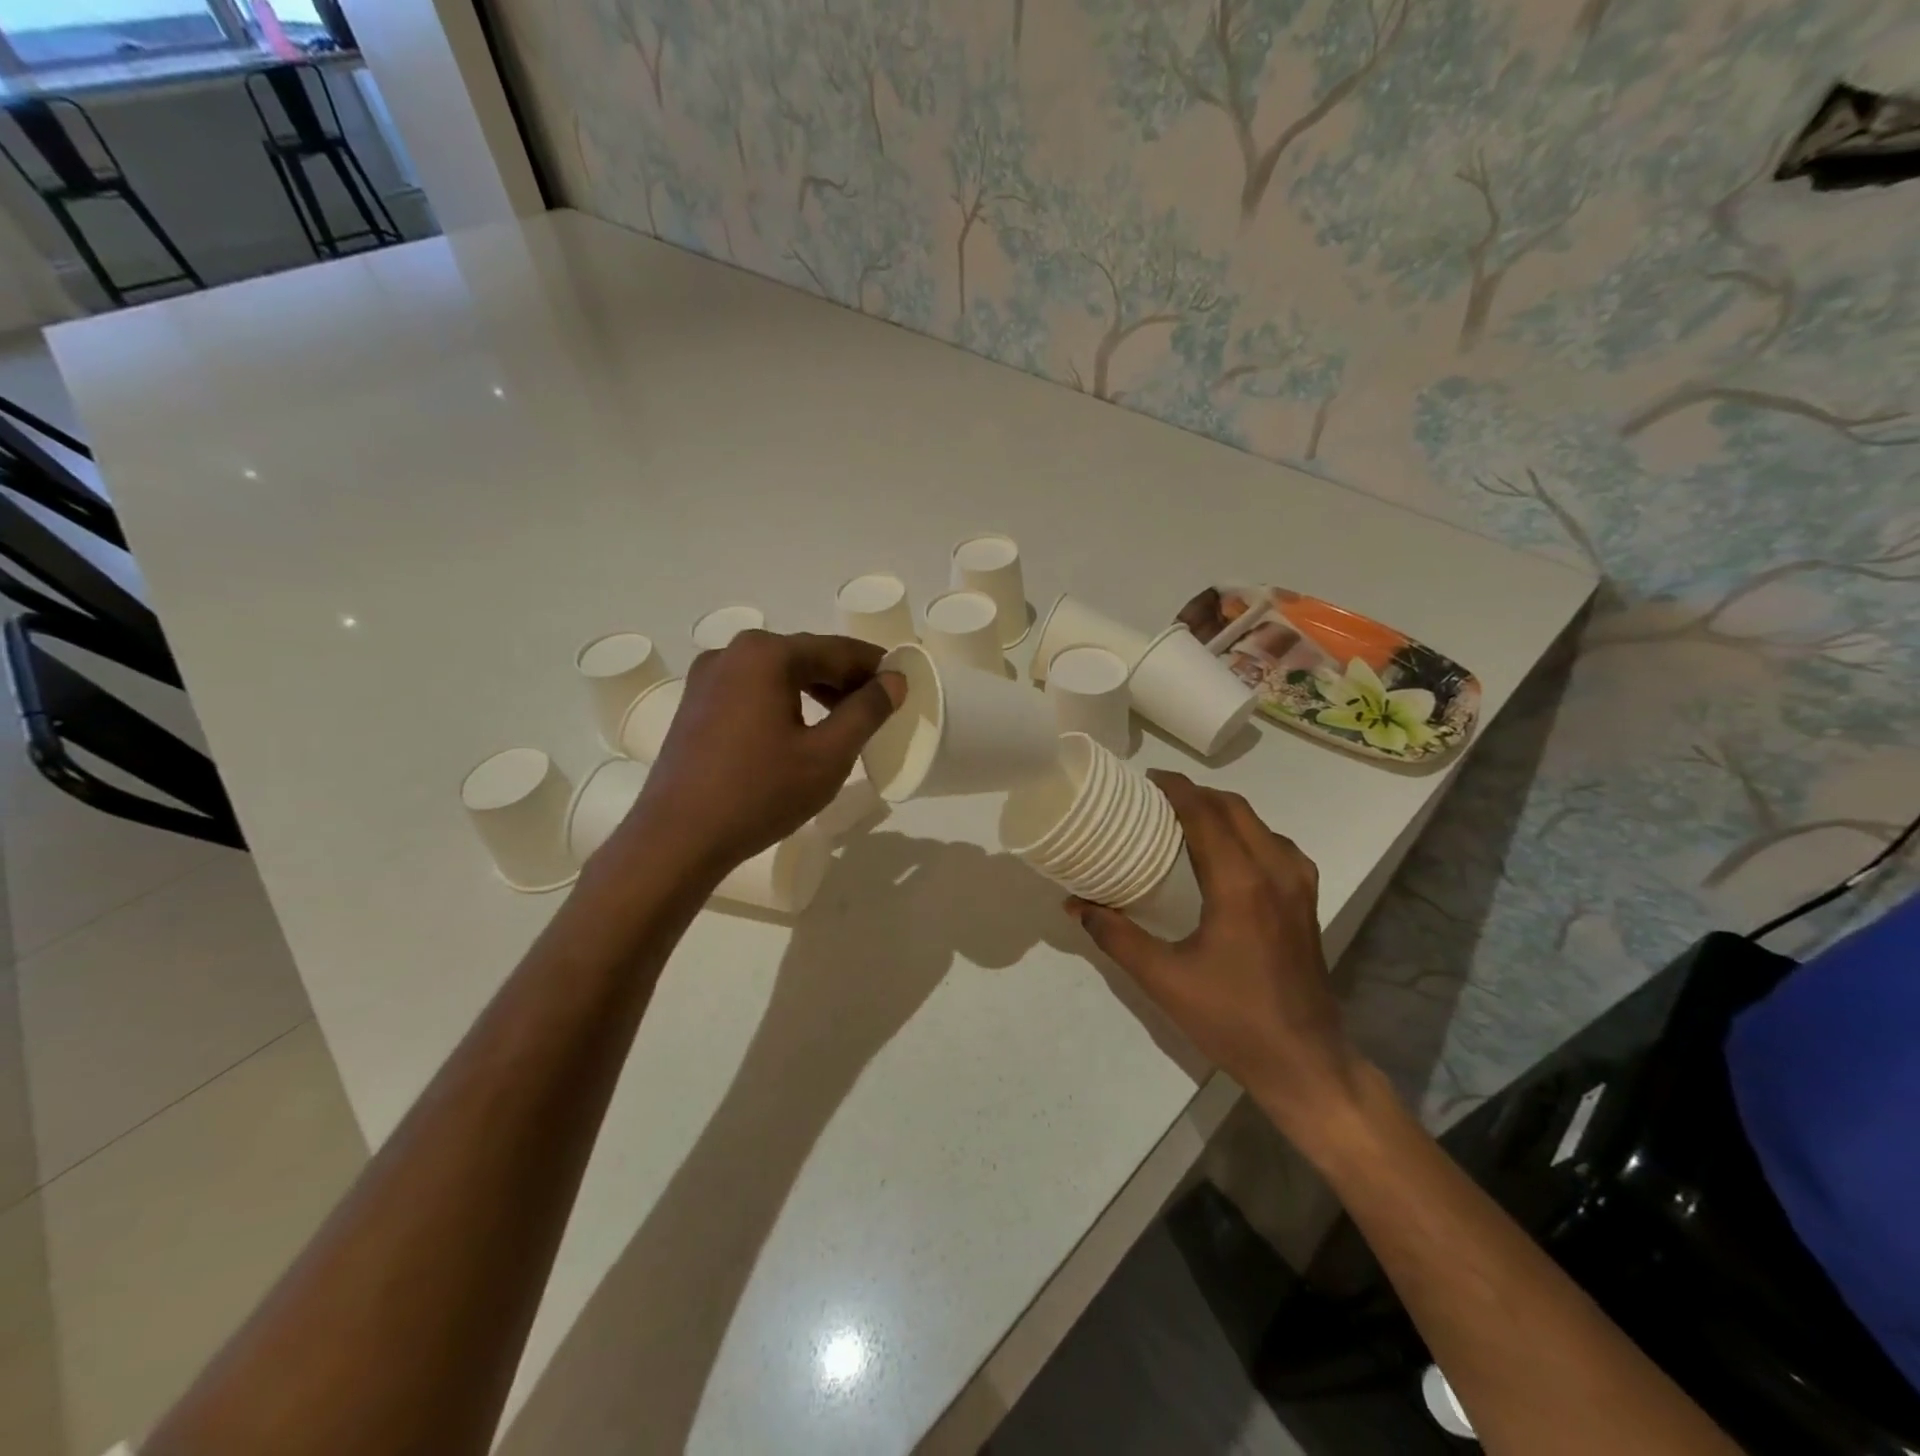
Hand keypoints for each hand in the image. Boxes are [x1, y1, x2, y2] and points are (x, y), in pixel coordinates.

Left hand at [619, 631, 903, 878]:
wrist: (677, 838)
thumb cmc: (760, 793)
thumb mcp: (827, 755)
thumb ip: (866, 712)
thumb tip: (894, 680)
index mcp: (766, 654)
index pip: (837, 650)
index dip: (874, 666)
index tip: (903, 683)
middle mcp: (733, 652)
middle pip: (805, 656)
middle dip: (845, 679)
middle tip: (878, 707)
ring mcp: (708, 677)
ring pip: (778, 673)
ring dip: (815, 690)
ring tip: (845, 720)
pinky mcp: (696, 703)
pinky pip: (753, 690)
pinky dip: (784, 701)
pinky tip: (799, 730)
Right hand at [1067, 772, 1363, 1132]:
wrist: (1304, 1062)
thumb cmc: (1231, 1019)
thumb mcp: (1163, 979)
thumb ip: (1116, 936)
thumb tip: (1075, 905)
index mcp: (1240, 883)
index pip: (1206, 814)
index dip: (1176, 789)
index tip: (1147, 779)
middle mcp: (1275, 871)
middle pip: (1235, 809)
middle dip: (1197, 794)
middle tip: (1158, 798)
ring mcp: (1299, 886)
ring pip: (1260, 824)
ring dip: (1224, 811)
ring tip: (1188, 819)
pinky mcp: (1308, 902)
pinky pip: (1277, 846)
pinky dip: (1249, 833)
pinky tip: (1229, 854)